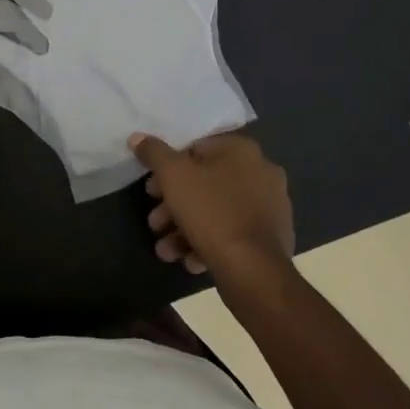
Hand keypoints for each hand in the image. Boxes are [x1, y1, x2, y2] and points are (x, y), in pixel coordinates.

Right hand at [132, 131, 293, 287]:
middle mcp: (261, 173)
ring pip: (216, 211)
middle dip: (173, 204)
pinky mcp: (271, 240)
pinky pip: (232, 234)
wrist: (254, 271)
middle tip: (155, 223)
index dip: (167, 168)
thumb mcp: (173, 175)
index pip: (196, 148)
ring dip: (185, 228)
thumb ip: (154, 153)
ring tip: (166, 250)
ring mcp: (270, 208)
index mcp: (242, 150)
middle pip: (205, 183)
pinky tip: (190, 260)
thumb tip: (137, 137)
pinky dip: (209, 243)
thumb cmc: (212, 212)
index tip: (151, 190)